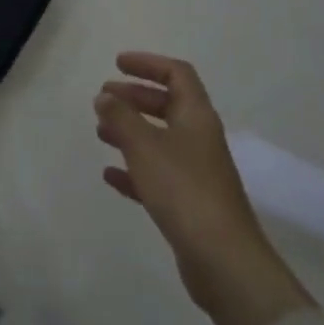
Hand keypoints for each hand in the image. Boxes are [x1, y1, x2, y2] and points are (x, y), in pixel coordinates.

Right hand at [95, 52, 314, 324]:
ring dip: (131, 130)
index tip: (118, 64)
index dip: (148, 64)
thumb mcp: (144, 145)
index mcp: (197, 117)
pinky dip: (133, 169)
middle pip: (168, 105)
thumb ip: (121, 116)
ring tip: (100, 131)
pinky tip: (110, 175)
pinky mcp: (189, 204)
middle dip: (135, 97)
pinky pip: (157, 175)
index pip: (177, 75)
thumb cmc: (183, 189)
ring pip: (160, 139)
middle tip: (103, 97)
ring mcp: (196, 173)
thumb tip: (105, 96)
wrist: (223, 261)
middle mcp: (199, 139)